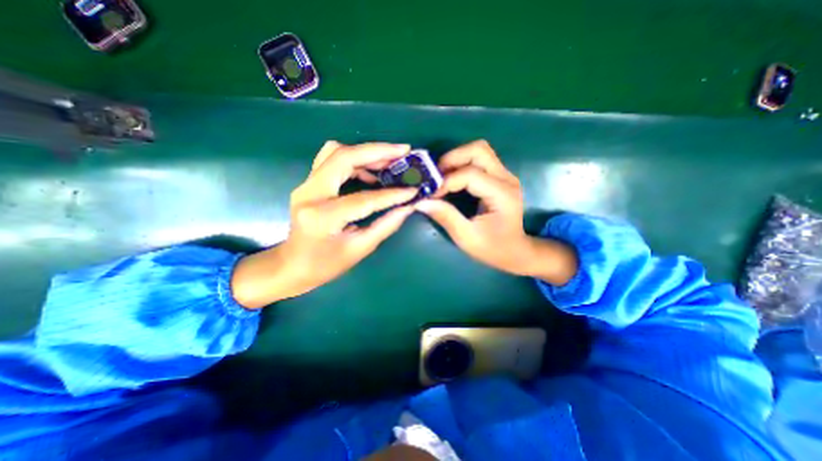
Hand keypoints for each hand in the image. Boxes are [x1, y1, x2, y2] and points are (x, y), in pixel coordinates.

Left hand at [235, 141, 418, 306]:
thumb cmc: (325, 264)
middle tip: (403, 151)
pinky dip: (355, 159)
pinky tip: (371, 172)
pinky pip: (332, 159)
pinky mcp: (309, 183)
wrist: (292, 265)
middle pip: (343, 157)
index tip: (414, 190)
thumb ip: (386, 225)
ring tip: (390, 161)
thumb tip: (408, 207)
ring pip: (336, 152)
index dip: (392, 194)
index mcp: (323, 217)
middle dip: (377, 151)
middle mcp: (310, 193)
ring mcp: (306, 185)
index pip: (364, 199)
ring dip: (366, 153)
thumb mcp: (360, 249)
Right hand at [415, 138, 571, 283]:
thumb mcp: (467, 237)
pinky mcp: (499, 177)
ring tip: (441, 176)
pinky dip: (461, 164)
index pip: (470, 174)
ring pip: (479, 150)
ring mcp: (505, 175)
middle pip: (478, 150)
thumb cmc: (492, 248)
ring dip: (457, 159)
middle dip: (452, 159)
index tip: (430, 194)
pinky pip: (479, 160)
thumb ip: (446, 217)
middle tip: (435, 177)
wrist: (515, 251)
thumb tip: (421, 202)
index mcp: (502, 194)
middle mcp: (506, 178)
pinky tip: (451, 178)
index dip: (446, 181)